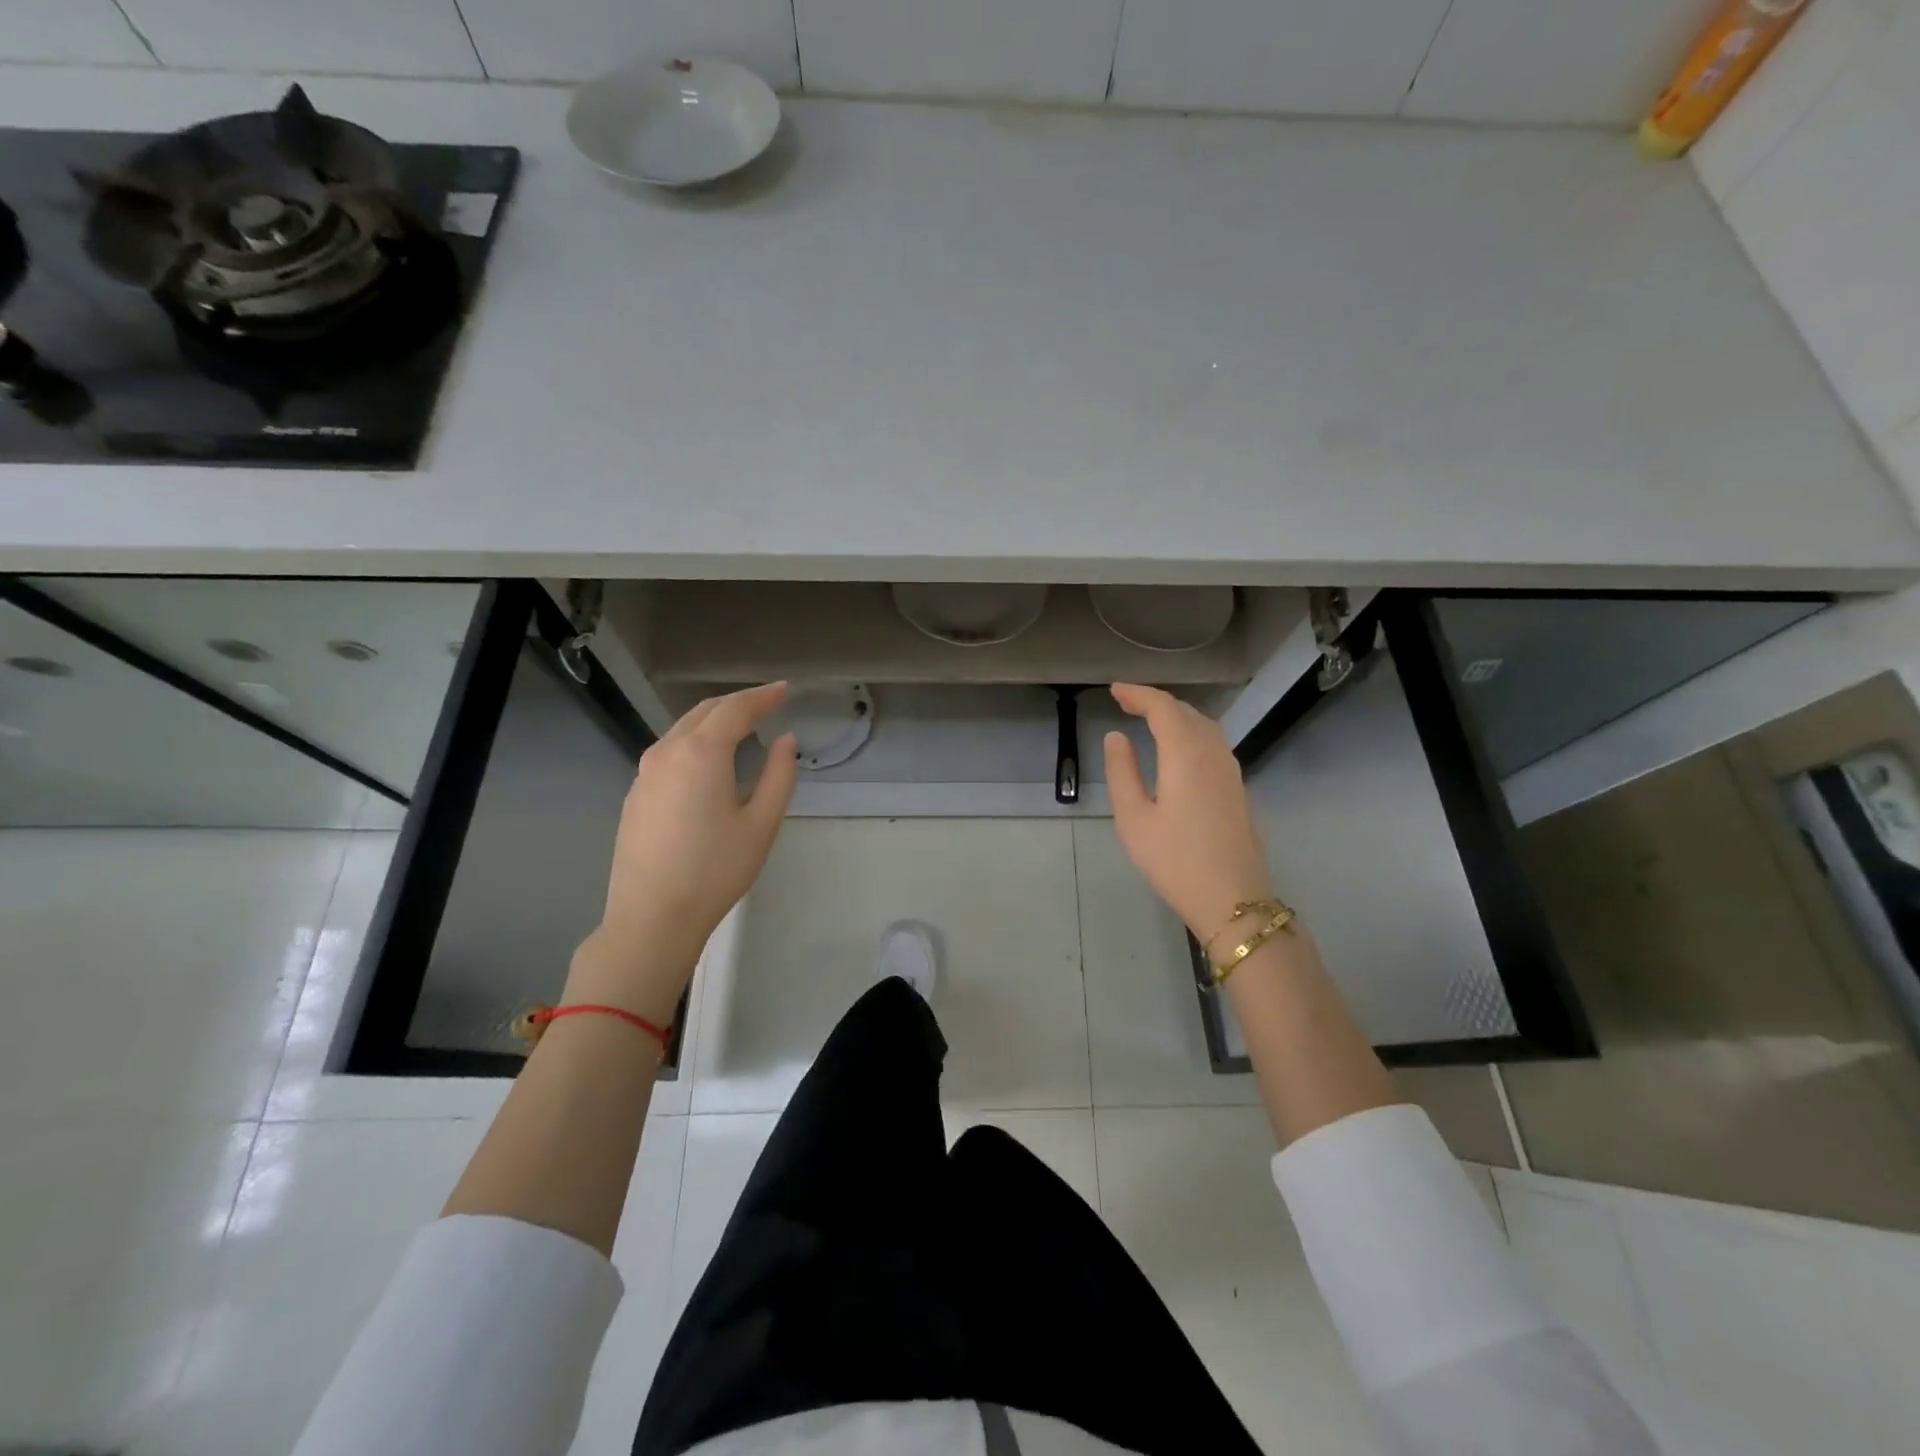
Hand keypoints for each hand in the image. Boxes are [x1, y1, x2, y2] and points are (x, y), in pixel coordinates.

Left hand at [568, 682, 797, 1020]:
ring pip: (683, 730)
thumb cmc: (715, 869)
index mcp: (701, 753)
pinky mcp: (635, 794)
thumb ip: (779, 775)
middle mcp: (667, 752)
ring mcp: (645, 773)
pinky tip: (709, 761)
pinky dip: (695, 743)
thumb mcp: (762, 823)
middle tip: (767, 703)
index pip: (736, 709)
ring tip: (742, 728)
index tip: (784, 689)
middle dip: (738, 703)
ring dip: (714, 721)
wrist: (652, 916)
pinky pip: (669, 752)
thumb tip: (785, 741)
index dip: (763, 696)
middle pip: (705, 712)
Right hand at [1104, 682, 1274, 943]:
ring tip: (1150, 720)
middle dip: (1156, 701)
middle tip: (1126, 703)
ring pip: (1204, 726)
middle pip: (1186, 712)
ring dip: (1177, 715)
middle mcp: (1213, 753)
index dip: (1138, 693)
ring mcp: (1231, 770)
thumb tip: (1116, 737)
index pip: (1162, 707)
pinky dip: (1191, 732)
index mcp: (1185, 754)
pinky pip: (1214, 743)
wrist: (1232, 900)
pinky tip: (1178, 748)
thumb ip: (1122, 772)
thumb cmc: (1174, 861)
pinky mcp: (1238, 788)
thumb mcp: (1133, 819)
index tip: (1114, 690)